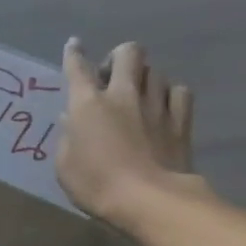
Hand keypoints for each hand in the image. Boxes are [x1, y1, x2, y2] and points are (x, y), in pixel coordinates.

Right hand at [58, 39, 202, 229]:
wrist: (148, 199)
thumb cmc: (95, 184)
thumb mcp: (65, 165)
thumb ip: (68, 137)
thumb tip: (73, 119)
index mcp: (88, 104)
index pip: (77, 68)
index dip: (74, 54)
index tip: (74, 46)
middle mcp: (123, 94)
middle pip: (128, 52)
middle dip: (118, 58)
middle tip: (111, 77)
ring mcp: (156, 104)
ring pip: (155, 71)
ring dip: (144, 79)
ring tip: (138, 97)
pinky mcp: (181, 119)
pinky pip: (178, 92)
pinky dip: (169, 95)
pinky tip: (163, 107)